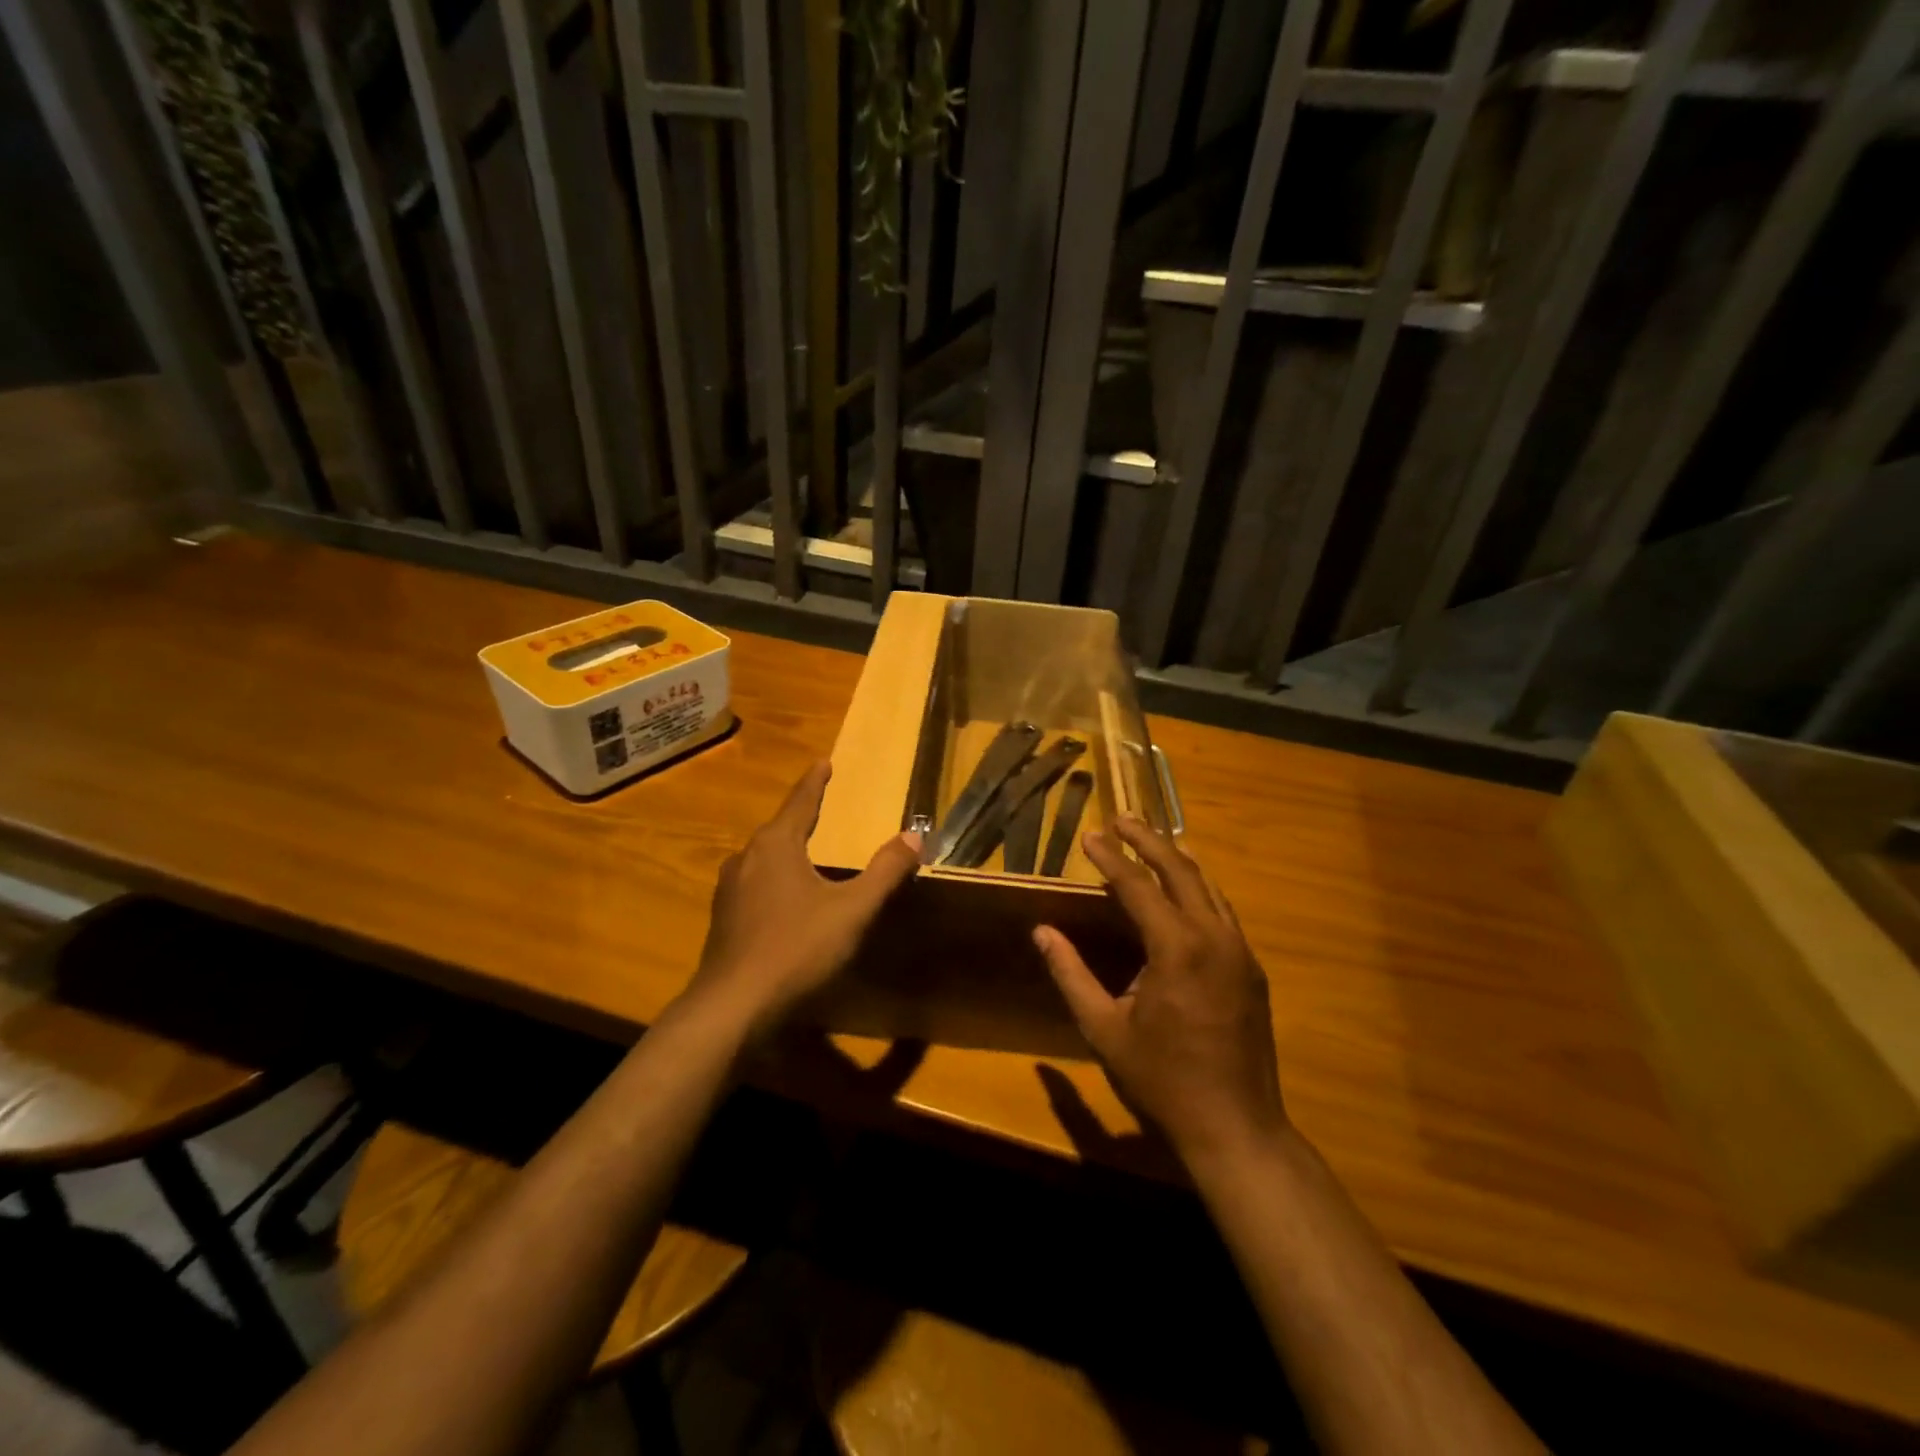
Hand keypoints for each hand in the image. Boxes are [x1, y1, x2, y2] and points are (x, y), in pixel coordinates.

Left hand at [689, 761, 920, 1035]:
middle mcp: (747, 858)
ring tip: (805, 851)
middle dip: (800, 815)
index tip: (823, 762)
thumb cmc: (797, 948)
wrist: (733, 1006)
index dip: (815, 782)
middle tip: (821, 806)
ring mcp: (729, 890)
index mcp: (776, 845)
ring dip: (785, 849)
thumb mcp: (853, 909)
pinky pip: (754, 884)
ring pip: (763, 858)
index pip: (800, 801)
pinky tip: (785, 899)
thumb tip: (914, 836)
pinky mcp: (723, 919)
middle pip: (778, 827)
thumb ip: (885, 872)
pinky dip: (774, 879)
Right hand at [1034, 817, 1287, 1165]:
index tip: (1089, 836)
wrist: (1237, 1127)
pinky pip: (1223, 912)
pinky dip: (1199, 889)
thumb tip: (1041, 931)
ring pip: (1209, 888)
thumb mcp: (1103, 1029)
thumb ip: (1070, 974)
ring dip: (1178, 860)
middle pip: (1181, 870)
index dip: (1111, 858)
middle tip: (1122, 819)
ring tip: (1152, 841)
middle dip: (1149, 840)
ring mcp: (1240, 951)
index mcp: (1176, 948)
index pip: (1138, 886)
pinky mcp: (1251, 969)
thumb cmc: (1162, 1079)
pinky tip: (1185, 891)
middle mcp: (1213, 937)